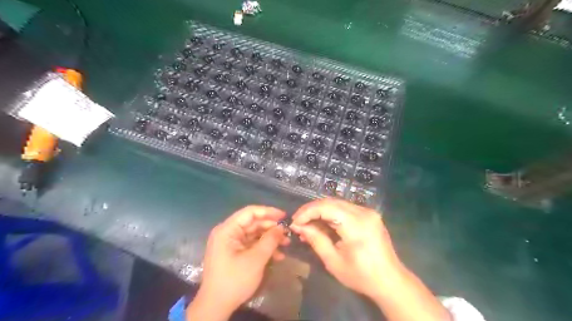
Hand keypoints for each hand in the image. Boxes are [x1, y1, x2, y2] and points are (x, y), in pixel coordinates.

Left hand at [189, 205, 291, 320]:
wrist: (216, 306)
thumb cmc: (234, 280)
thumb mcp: (256, 259)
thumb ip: (270, 240)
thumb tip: (281, 227)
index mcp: (227, 230)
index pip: (250, 212)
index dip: (268, 212)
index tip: (284, 216)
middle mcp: (227, 232)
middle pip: (253, 223)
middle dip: (271, 228)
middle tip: (287, 233)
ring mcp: (230, 243)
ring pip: (254, 234)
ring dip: (270, 239)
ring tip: (286, 244)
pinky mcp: (233, 253)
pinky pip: (251, 244)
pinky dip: (263, 248)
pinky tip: (277, 255)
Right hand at [288, 199, 398, 299]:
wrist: (391, 281)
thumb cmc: (361, 276)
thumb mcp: (333, 261)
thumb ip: (316, 240)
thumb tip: (298, 226)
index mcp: (356, 225)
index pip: (326, 207)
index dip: (307, 212)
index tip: (294, 223)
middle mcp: (364, 212)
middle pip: (331, 202)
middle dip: (311, 210)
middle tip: (298, 222)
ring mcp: (368, 212)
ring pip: (337, 203)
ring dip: (320, 211)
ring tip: (307, 225)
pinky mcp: (369, 215)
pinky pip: (345, 209)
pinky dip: (331, 214)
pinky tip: (323, 224)